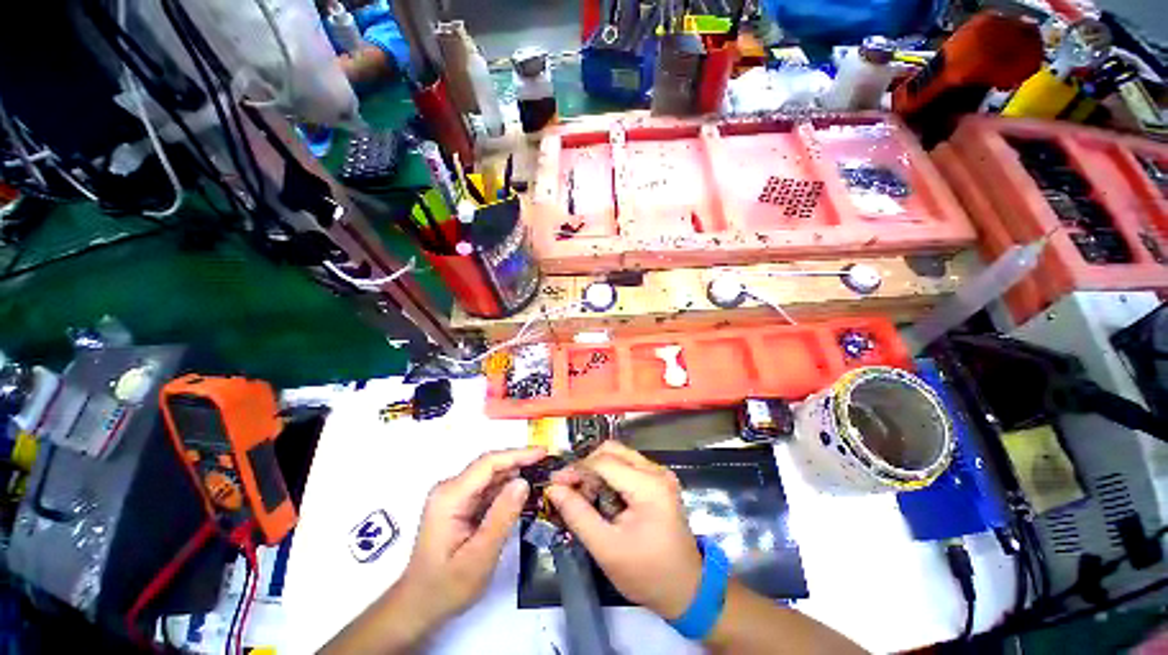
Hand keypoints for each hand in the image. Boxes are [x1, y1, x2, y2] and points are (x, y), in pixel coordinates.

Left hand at [397, 447, 544, 624]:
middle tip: (549, 465)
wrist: (419, 606)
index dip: (518, 454)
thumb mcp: (479, 556)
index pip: (488, 464)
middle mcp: (450, 489)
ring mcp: (454, 495)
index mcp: (450, 497)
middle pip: (490, 466)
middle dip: (520, 462)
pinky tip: (525, 491)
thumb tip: (523, 481)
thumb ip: (502, 517)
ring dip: (516, 474)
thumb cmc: (446, 587)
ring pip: (491, 476)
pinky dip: (508, 488)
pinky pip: (488, 488)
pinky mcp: (460, 504)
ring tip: (542, 475)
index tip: (544, 452)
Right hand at [547, 441, 701, 619]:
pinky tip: (602, 496)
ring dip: (597, 470)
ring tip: (585, 496)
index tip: (555, 484)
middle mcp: (656, 471)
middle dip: (587, 466)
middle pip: (612, 450)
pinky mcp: (658, 481)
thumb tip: (554, 489)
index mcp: (648, 486)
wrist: (687, 589)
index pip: (604, 462)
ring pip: (619, 455)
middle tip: (571, 489)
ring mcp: (659, 474)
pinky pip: (627, 466)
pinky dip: (610, 475)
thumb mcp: (606, 549)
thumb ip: (578, 515)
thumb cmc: (647, 574)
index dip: (576, 469)